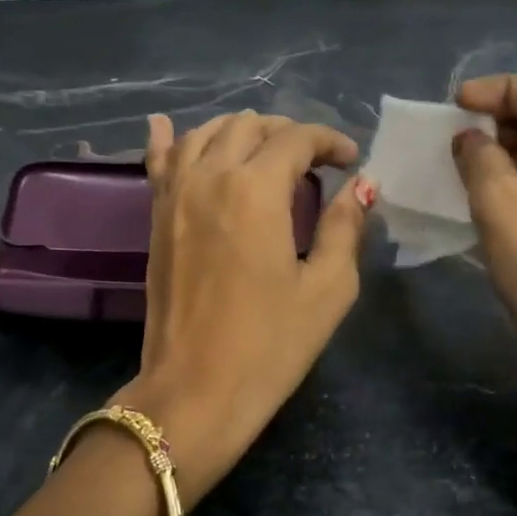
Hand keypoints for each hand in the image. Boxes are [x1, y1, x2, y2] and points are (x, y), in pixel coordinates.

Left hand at [113, 111, 374, 506]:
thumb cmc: (270, 346)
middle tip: (314, 163)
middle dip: (288, 133)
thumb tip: (361, 186)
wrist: (195, 391)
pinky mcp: (154, 219)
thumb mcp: (326, 289)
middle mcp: (209, 177)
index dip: (329, 141)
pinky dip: (169, 140)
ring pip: (204, 134)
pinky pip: (159, 163)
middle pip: (249, 127)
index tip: (350, 161)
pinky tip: (166, 124)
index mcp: (255, 190)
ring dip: (240, 133)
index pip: (296, 138)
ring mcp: (173, 196)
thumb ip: (344, 227)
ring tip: (265, 153)